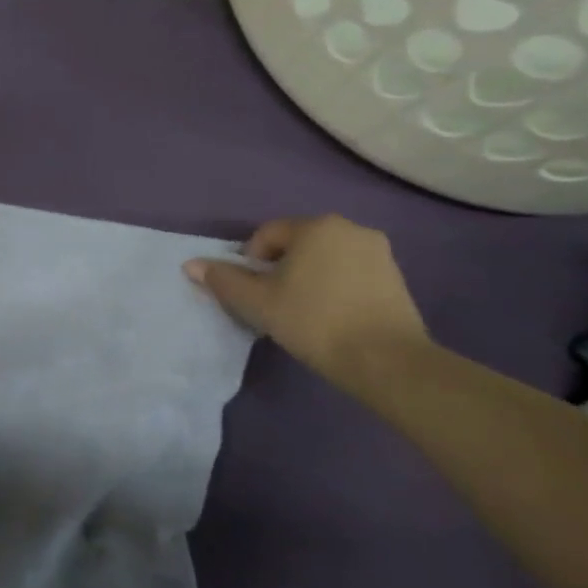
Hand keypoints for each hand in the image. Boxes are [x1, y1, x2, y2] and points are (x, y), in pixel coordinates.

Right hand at [185, 216, 427, 386]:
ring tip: (302, 310)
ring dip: (308, 276)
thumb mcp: (257, 302)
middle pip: (298, 243)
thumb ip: (223, 279)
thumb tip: (191, 264)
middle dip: (280, 267)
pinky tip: (331, 315)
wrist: (384, 360)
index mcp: (315, 227)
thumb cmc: (313, 321)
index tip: (253, 292)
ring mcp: (378, 252)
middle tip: (273, 301)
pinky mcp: (396, 277)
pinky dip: (335, 286)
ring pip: (325, 258)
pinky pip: (351, 272)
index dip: (251, 262)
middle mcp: (350, 228)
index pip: (267, 235)